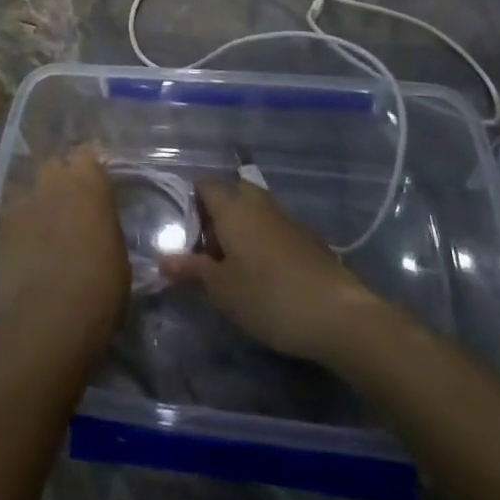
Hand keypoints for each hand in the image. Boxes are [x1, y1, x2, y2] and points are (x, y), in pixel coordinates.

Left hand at [0, 149, 129, 376]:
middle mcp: (54, 180)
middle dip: (60, 180)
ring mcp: (22, 199)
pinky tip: (22, 243)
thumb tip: (98, 227)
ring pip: (28, 186)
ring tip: (41, 224)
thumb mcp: (118, 255)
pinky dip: (17, 222)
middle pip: (54, 165)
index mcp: (90, 182)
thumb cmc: (99, 289)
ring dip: (36, 200)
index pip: (87, 156)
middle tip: (68, 206)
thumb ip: (104, 227)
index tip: (94, 188)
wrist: (47, 320)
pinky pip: (10, 212)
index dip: (89, 172)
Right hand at [160, 178, 383, 364]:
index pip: (204, 186)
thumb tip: (163, 260)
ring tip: (236, 270)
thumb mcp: (221, 290)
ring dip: (241, 232)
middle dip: (217, 219)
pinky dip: (263, 243)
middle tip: (211, 257)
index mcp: (232, 205)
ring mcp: (285, 216)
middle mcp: (258, 201)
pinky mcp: (306, 236)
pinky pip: (273, 228)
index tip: (189, 241)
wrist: (337, 313)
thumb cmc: (268, 296)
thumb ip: (191, 270)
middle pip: (230, 195)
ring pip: (253, 212)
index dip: (192, 207)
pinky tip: (267, 277)